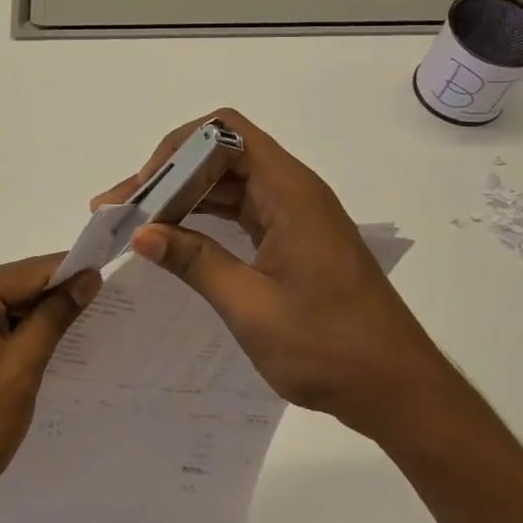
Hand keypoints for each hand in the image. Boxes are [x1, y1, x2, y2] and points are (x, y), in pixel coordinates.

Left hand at [0, 255, 101, 522]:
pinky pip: (0, 331)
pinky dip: (26, 338)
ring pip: (11, 311)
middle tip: (108, 302)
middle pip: (18, 288)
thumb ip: (53, 318)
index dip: (70, 271)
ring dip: (44, 320)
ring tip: (92, 325)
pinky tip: (57, 349)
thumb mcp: (19, 370)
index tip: (110, 273)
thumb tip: (88, 277)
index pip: (27, 272)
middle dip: (58, 297)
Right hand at [93, 108, 445, 438]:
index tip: (144, 189)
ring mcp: (293, 215)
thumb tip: (140, 233)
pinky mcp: (292, 238)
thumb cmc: (329, 348)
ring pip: (227, 183)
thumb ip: (194, 262)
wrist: (398, 390)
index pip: (225, 132)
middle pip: (221, 154)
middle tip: (124, 208)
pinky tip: (173, 238)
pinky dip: (203, 218)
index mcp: (289, 192)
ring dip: (182, 196)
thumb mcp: (251, 307)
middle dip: (169, 174)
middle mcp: (292, 191)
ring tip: (136, 222)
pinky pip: (239, 210)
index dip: (177, 149)